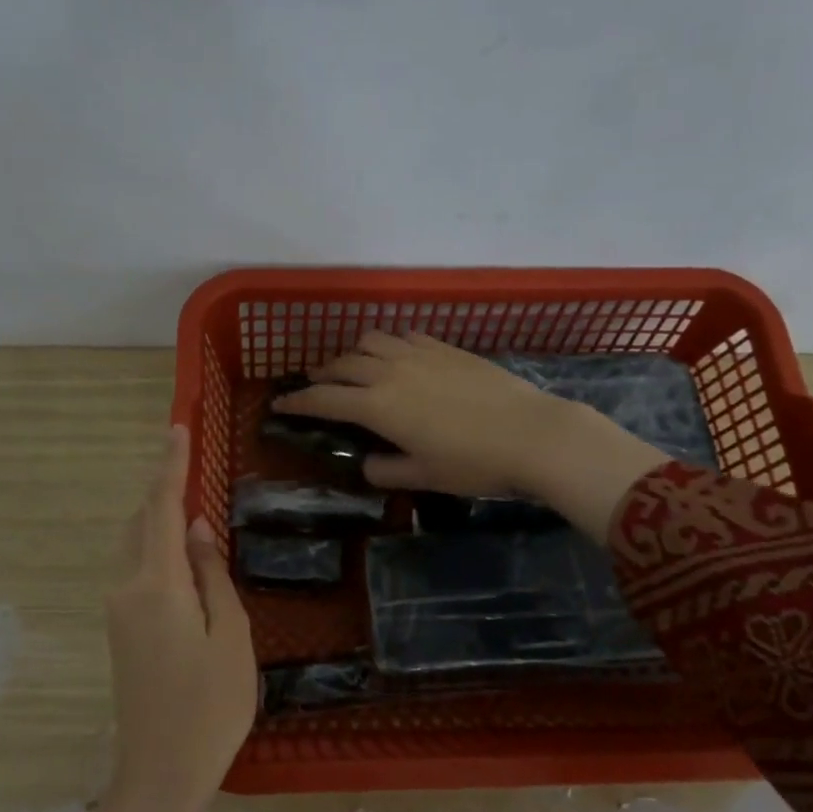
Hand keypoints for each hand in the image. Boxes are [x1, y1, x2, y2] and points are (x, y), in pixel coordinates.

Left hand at [104, 425, 257, 811]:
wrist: (159, 773)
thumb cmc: (210, 707)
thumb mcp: (231, 637)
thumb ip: (211, 576)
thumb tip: (194, 530)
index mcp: (156, 585)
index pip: (161, 509)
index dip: (170, 466)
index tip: (177, 428)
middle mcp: (126, 588)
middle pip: (140, 523)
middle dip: (163, 491)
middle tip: (193, 468)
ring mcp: (117, 610)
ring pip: (135, 546)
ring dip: (158, 521)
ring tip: (193, 511)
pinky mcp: (120, 630)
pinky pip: (136, 571)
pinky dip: (156, 550)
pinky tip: (184, 560)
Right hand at [272, 332, 671, 531]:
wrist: (533, 433)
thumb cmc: (474, 462)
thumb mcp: (425, 476)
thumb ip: (387, 470)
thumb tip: (368, 463)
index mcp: (378, 406)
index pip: (324, 398)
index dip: (297, 402)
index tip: (279, 404)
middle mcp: (390, 371)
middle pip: (342, 363)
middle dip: (321, 374)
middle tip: (315, 386)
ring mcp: (419, 354)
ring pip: (371, 340)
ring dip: (353, 353)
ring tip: (354, 367)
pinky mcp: (446, 347)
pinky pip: (404, 336)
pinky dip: (389, 344)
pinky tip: (397, 356)